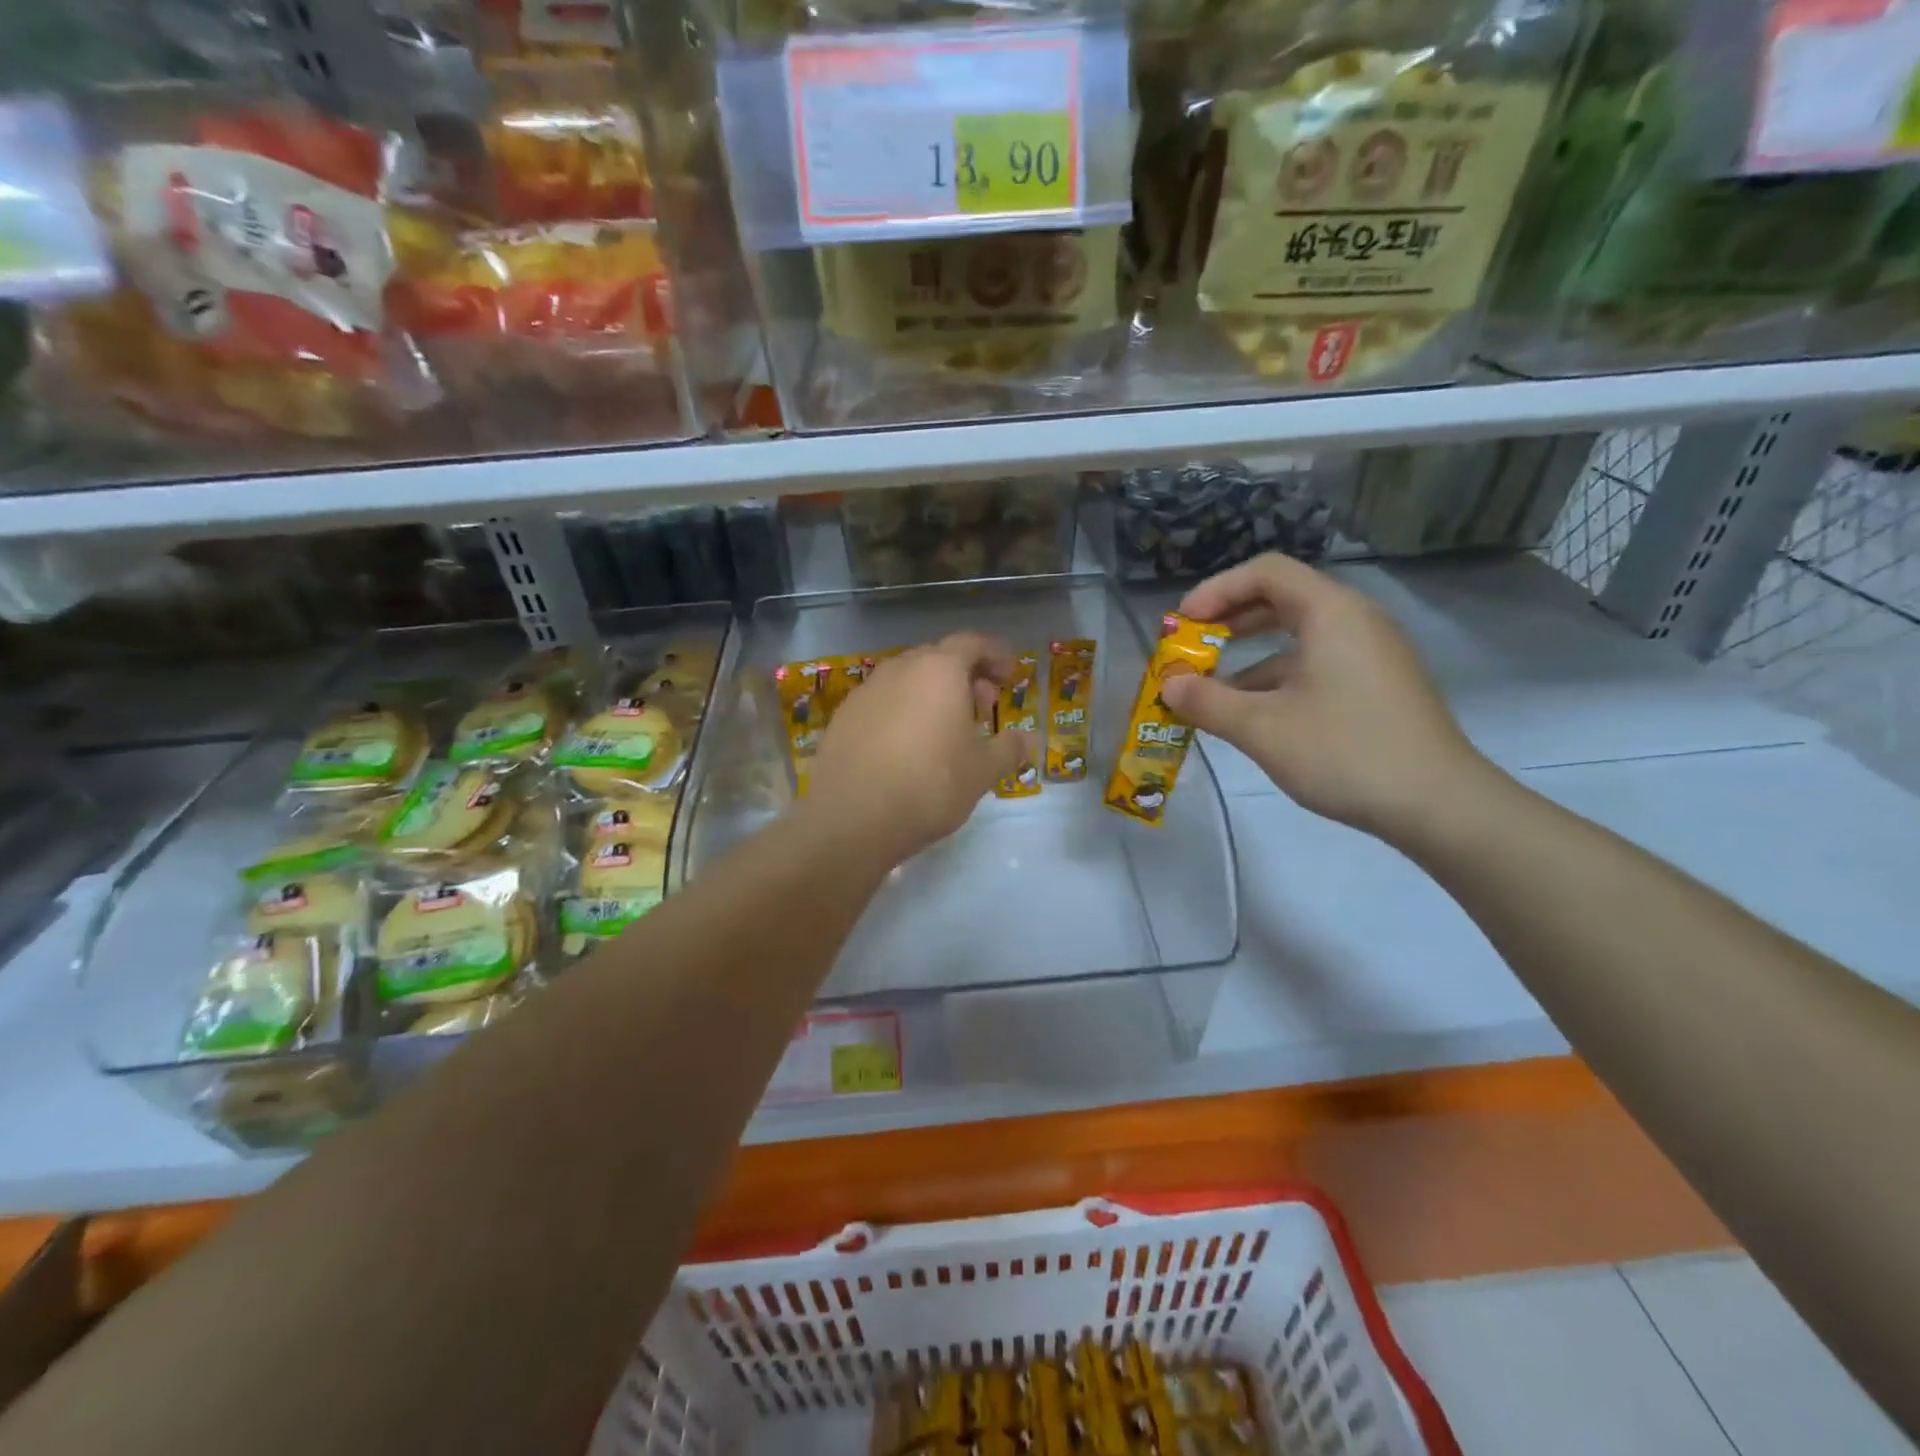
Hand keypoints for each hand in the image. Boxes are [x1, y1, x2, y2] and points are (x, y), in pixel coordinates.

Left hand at [805, 632, 1036, 866]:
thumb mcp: (982, 771)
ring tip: (947, 729)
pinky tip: (908, 745)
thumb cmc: (930, 784)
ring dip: (932, 693)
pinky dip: (903, 711)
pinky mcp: (844, 716)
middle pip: (938, 657)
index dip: (995, 655)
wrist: (852, 817)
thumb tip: (1031, 740)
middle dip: (966, 676)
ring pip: (908, 679)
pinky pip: (883, 701)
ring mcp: (866, 691)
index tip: (1010, 675)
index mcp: (939, 670)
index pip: (972, 643)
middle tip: (983, 706)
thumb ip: (1009, 749)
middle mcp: (900, 669)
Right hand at [1159, 554, 1487, 839]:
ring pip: (1297, 636)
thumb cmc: (1344, 753)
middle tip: (1190, 649)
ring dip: (1248, 656)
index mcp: (1331, 613)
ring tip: (1210, 690)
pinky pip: (1315, 663)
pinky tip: (1251, 714)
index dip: (1216, 590)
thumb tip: (1168, 687)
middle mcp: (1354, 621)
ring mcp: (1370, 654)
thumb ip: (1207, 702)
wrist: (1438, 805)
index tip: (1182, 625)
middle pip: (1281, 599)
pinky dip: (1276, 678)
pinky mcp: (1376, 685)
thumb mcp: (1262, 728)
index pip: (1265, 572)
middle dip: (1228, 621)